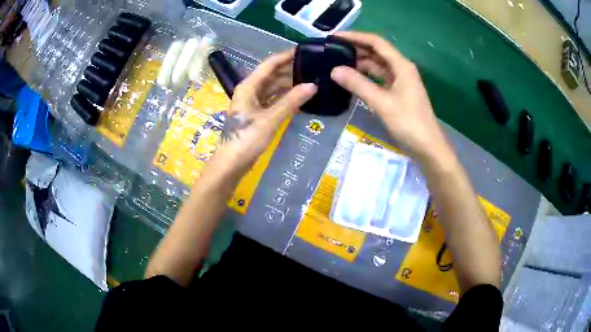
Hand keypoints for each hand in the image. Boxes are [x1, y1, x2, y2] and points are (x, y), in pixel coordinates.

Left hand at [211, 50, 316, 178]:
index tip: (305, 51)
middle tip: (314, 68)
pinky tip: (299, 98)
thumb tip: (313, 85)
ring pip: (273, 88)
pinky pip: (273, 100)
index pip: (269, 64)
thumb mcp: (270, 119)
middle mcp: (250, 91)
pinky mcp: (256, 114)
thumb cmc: (246, 139)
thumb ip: (291, 102)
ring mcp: (253, 103)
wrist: (231, 164)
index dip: (286, 56)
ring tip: (310, 81)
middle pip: (272, 75)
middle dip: (291, 70)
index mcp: (248, 86)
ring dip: (289, 85)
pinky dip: (285, 98)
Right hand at [330, 31, 452, 161]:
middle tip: (332, 51)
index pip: (377, 42)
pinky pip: (379, 78)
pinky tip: (353, 79)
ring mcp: (401, 81)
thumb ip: (358, 84)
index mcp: (401, 65)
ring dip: (360, 63)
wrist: (428, 147)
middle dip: (356, 49)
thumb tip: (334, 70)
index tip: (335, 38)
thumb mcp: (382, 103)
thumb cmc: (409, 123)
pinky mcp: (398, 93)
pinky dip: (366, 77)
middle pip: (377, 52)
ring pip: (378, 66)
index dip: (356, 37)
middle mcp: (401, 69)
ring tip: (338, 64)